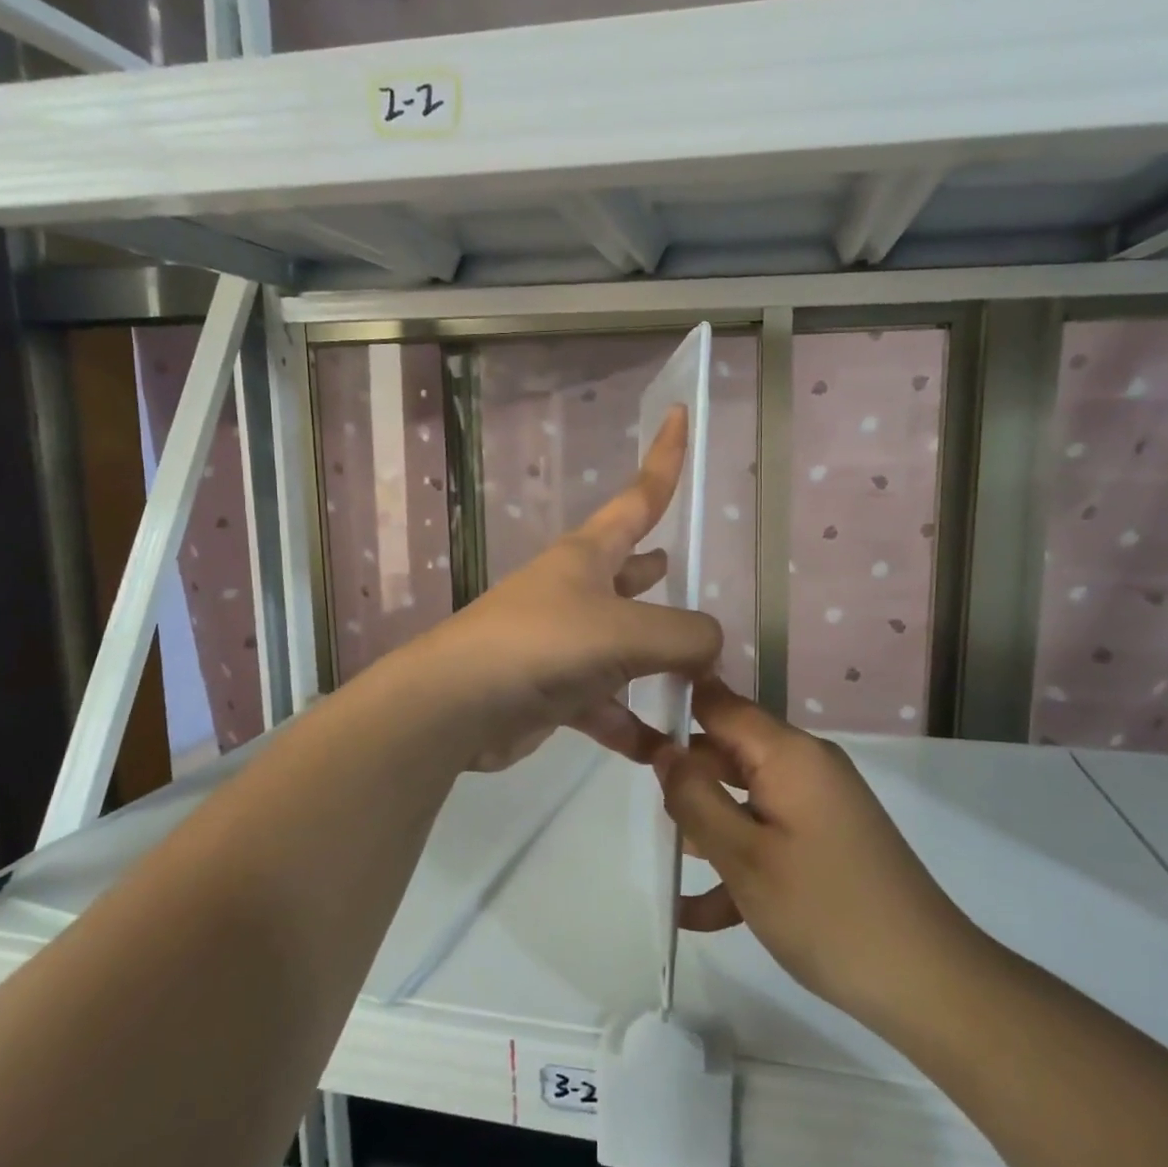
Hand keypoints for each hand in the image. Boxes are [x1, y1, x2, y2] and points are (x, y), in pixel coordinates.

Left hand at [413, 407, 722, 771]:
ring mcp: (565, 642)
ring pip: (626, 645)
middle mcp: (577, 591)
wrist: (457, 706)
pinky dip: (633, 725)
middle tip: (689, 573)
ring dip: (660, 663)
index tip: (680, 415)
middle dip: (657, 571)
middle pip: (631, 572)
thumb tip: (710, 646)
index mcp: (589, 555)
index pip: (640, 496)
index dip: (665, 457)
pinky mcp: (555, 692)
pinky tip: (666, 751)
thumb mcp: (626, 631)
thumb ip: (685, 634)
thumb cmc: (544, 644)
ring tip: (703, 680)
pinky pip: (607, 705)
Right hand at [656, 680, 986, 1034]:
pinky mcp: (826, 842)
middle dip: (687, 779)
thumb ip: (696, 798)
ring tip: (671, 863)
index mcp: (789, 754)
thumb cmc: (827, 912)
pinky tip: (699, 912)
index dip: (675, 708)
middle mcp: (806, 767)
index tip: (632, 729)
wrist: (929, 984)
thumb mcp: (744, 857)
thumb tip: (665, 752)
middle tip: (647, 813)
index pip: (721, 704)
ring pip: (745, 796)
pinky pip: (769, 835)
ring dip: (708, 826)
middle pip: (730, 751)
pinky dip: (738, 861)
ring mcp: (819, 806)